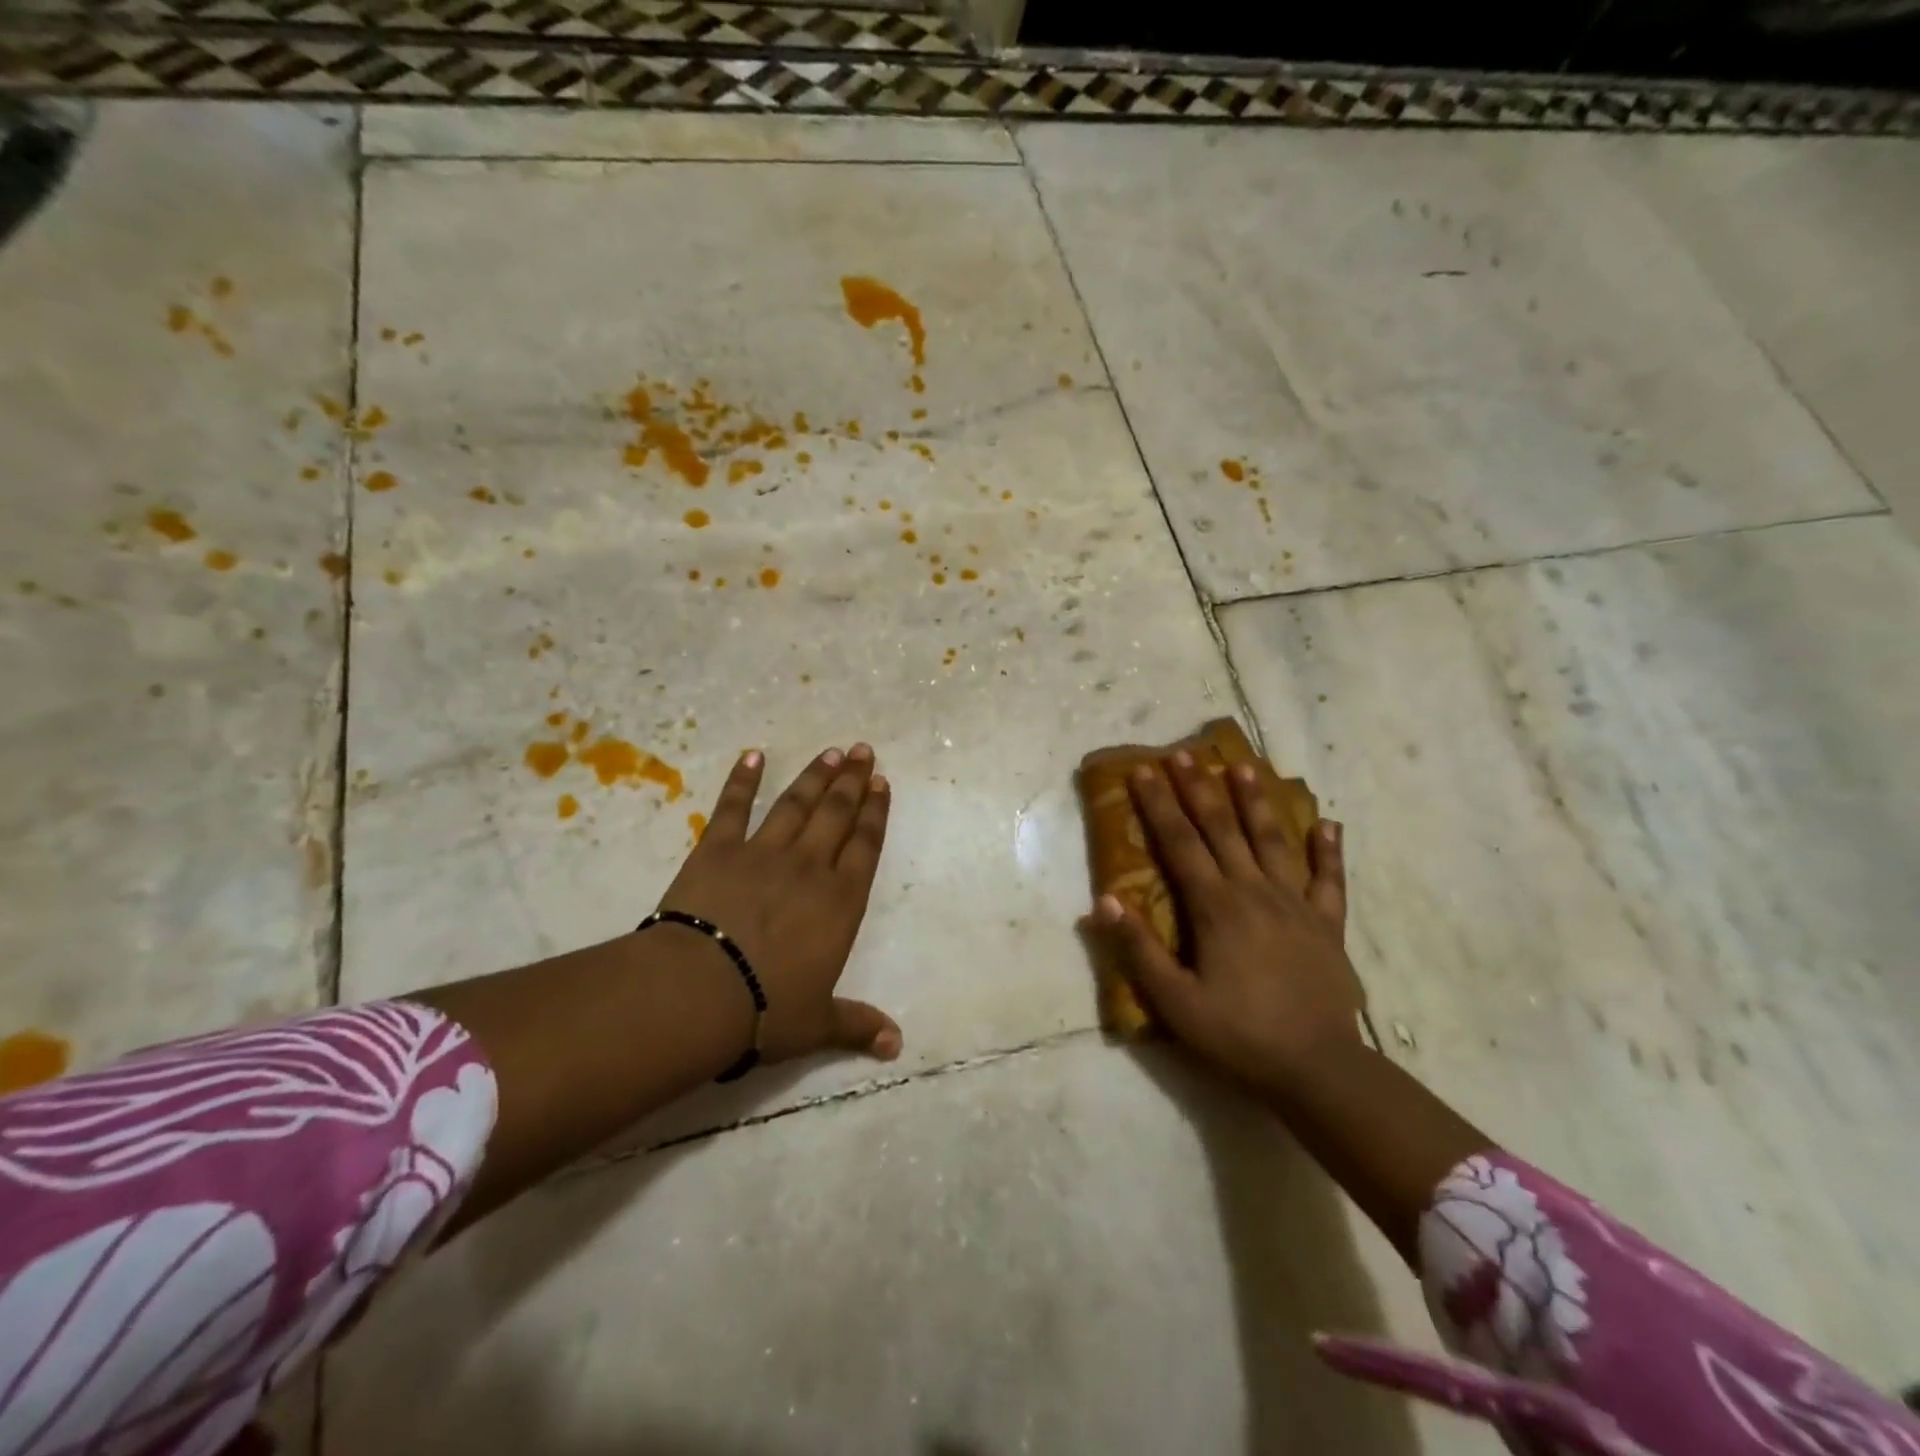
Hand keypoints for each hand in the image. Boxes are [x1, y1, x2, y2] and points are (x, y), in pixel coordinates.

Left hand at [657, 744, 901, 1065]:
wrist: (700, 990)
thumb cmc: (767, 1009)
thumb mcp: (817, 1023)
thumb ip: (857, 1026)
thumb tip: (897, 1046)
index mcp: (840, 902)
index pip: (866, 846)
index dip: (875, 813)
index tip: (882, 783)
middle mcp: (809, 867)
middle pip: (837, 814)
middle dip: (853, 781)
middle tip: (864, 750)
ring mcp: (764, 852)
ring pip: (796, 804)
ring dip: (815, 776)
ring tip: (831, 752)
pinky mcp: (718, 849)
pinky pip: (733, 807)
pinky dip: (742, 780)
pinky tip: (752, 756)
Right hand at [1091, 751, 1363, 1093]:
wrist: (1318, 1069)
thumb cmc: (1238, 1035)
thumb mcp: (1175, 1001)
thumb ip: (1138, 949)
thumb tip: (1104, 901)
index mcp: (1216, 907)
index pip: (1180, 842)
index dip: (1159, 804)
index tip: (1143, 770)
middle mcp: (1255, 892)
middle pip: (1223, 828)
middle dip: (1199, 788)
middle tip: (1184, 753)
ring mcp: (1296, 905)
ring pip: (1274, 840)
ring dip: (1257, 801)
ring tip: (1245, 766)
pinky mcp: (1328, 925)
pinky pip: (1330, 880)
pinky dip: (1329, 851)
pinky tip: (1329, 824)